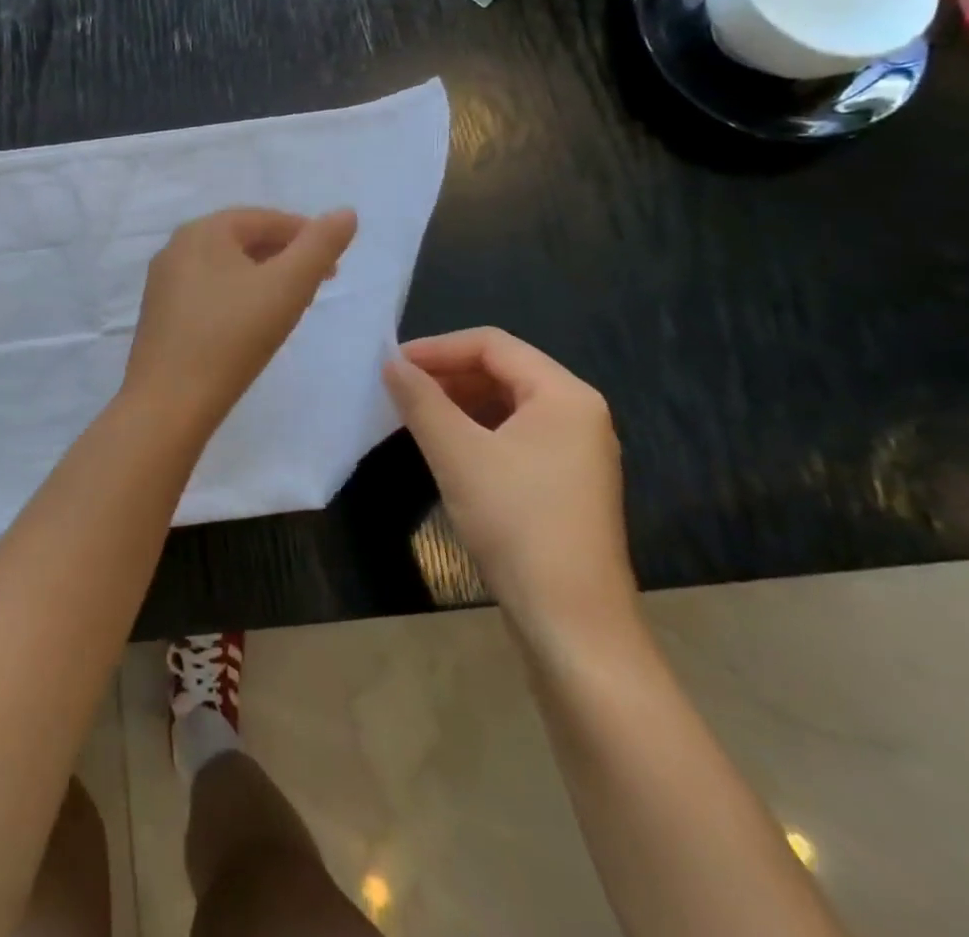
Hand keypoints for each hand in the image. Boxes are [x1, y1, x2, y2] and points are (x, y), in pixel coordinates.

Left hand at [125, 207, 357, 428]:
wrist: (169, 402)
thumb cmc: (232, 336)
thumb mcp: (288, 286)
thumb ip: (320, 245)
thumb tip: (346, 212)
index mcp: (203, 230)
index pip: (264, 219)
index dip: (305, 234)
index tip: (334, 263)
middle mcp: (176, 247)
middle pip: (242, 240)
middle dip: (285, 256)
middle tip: (319, 282)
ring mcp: (163, 282)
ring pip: (225, 267)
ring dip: (262, 277)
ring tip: (291, 302)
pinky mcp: (160, 315)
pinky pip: (207, 291)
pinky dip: (237, 296)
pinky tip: (251, 323)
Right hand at [383, 328, 634, 636]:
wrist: (572, 623)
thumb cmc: (516, 522)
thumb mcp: (457, 454)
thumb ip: (421, 400)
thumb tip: (390, 363)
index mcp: (564, 395)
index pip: (493, 344)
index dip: (438, 348)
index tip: (392, 364)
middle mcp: (578, 414)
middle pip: (503, 371)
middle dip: (447, 374)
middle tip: (398, 389)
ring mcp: (576, 451)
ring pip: (507, 405)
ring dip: (458, 402)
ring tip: (414, 415)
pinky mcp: (566, 483)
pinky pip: (515, 435)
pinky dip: (476, 431)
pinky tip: (445, 448)